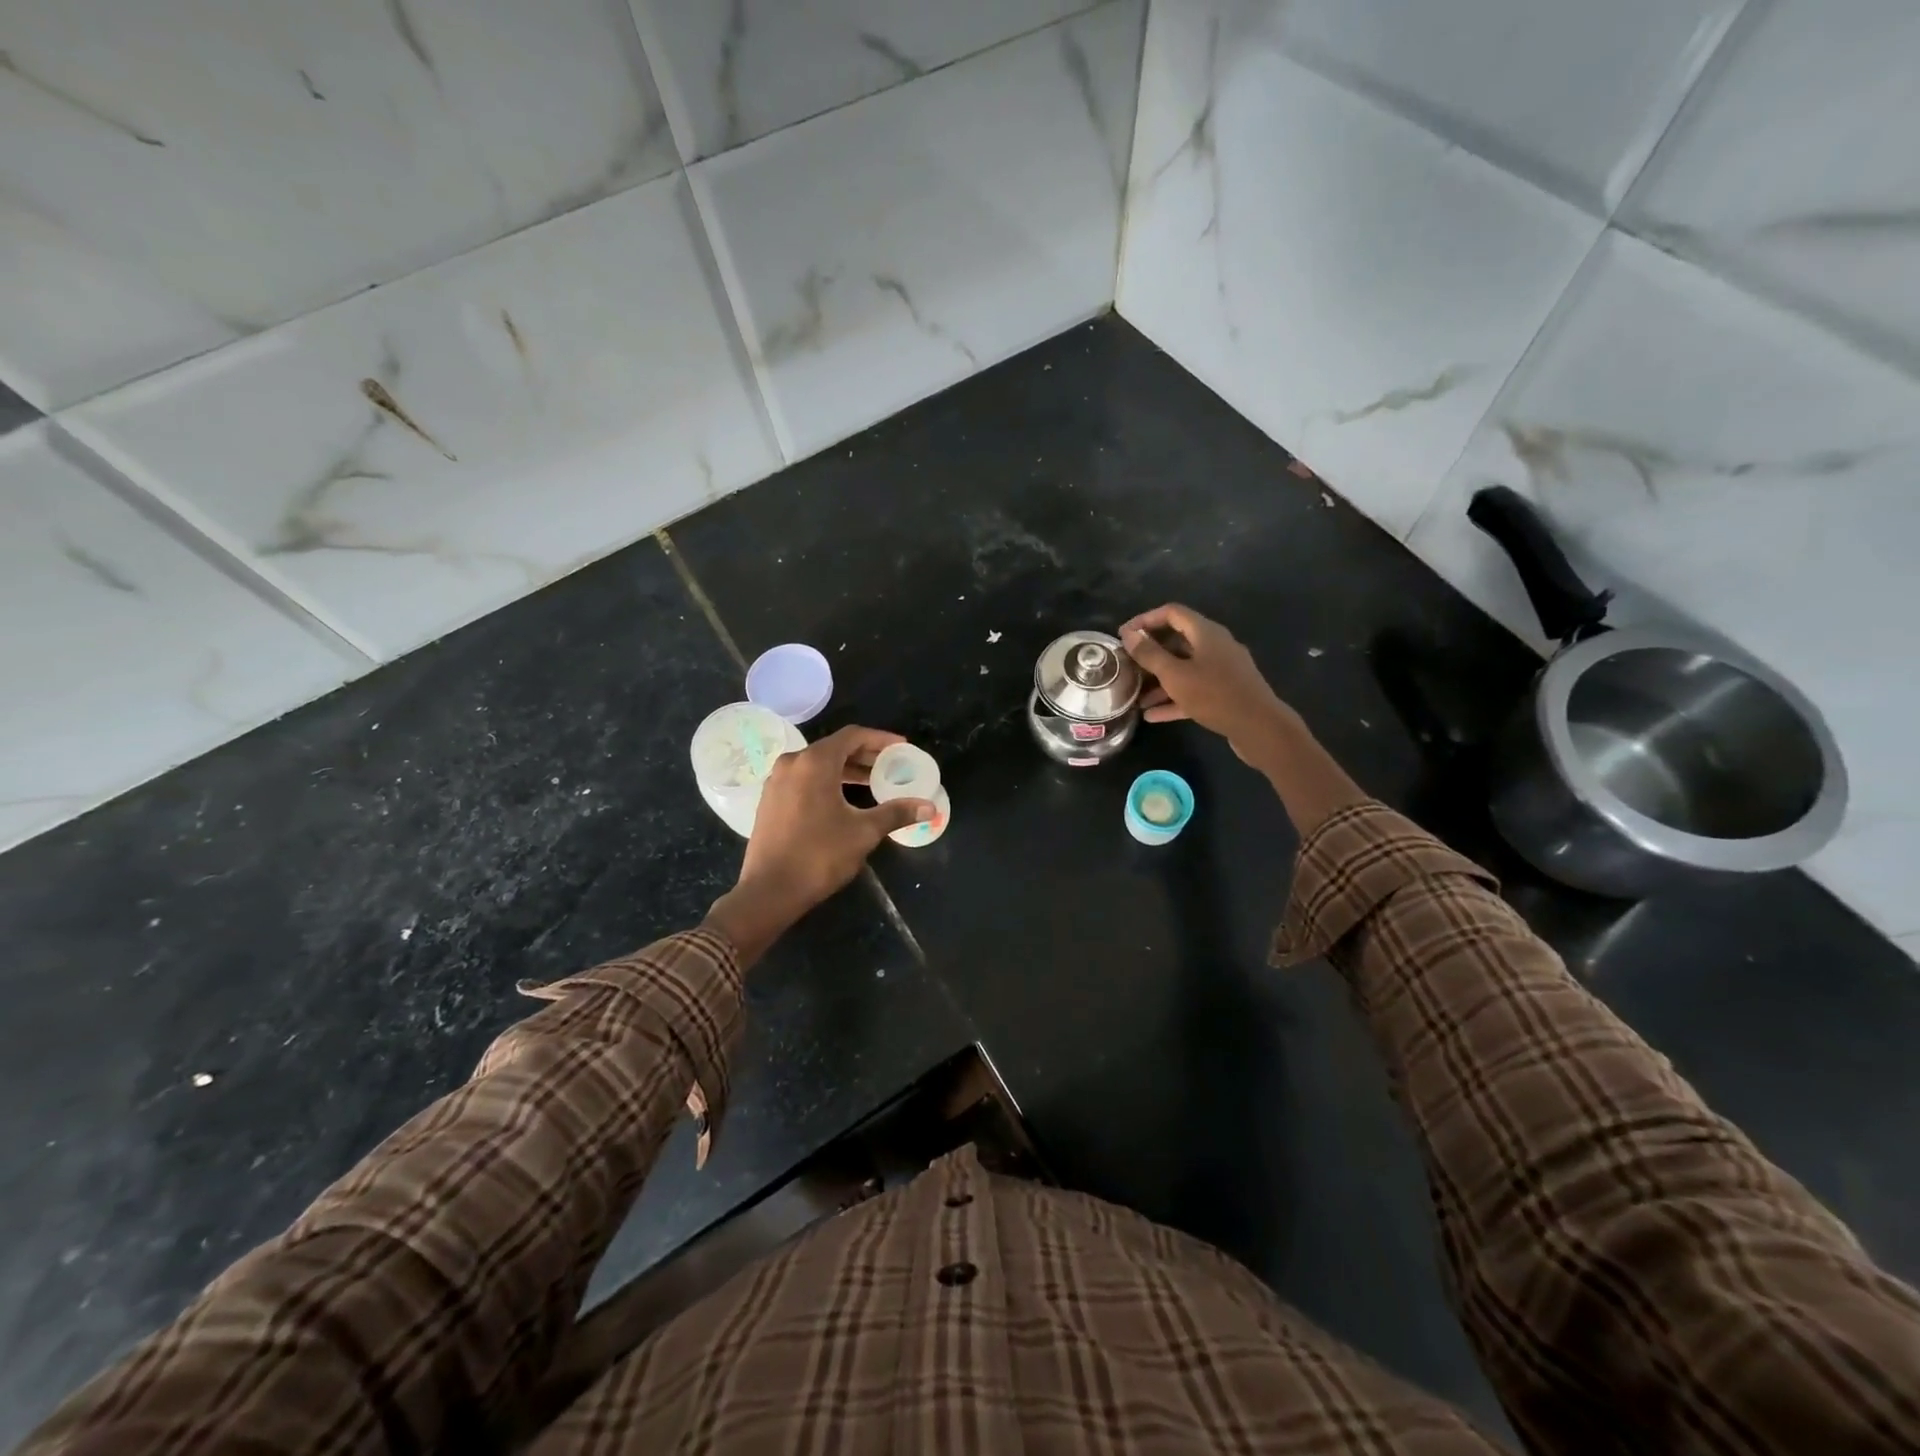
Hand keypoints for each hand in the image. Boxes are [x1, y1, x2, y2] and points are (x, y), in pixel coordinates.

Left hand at [707, 726, 934, 964]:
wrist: (769, 891)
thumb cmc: (819, 855)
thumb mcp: (864, 832)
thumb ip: (896, 813)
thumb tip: (930, 807)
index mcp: (814, 762)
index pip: (853, 736)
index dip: (880, 739)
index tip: (902, 747)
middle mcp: (792, 763)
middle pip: (835, 748)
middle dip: (865, 755)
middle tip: (891, 766)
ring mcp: (777, 782)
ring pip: (818, 765)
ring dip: (847, 770)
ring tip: (873, 783)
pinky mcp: (770, 800)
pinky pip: (804, 779)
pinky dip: (827, 782)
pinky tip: (844, 800)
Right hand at [1119, 604, 1299, 765]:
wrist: (1259, 727)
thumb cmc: (1215, 695)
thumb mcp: (1175, 675)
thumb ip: (1150, 654)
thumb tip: (1129, 634)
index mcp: (1206, 633)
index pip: (1172, 613)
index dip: (1145, 619)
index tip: (1123, 634)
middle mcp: (1216, 646)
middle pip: (1177, 641)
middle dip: (1151, 653)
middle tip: (1127, 665)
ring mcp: (1222, 670)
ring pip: (1184, 668)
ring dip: (1160, 681)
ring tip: (1136, 697)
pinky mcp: (1225, 693)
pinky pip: (1194, 690)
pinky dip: (1174, 699)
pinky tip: (1153, 716)